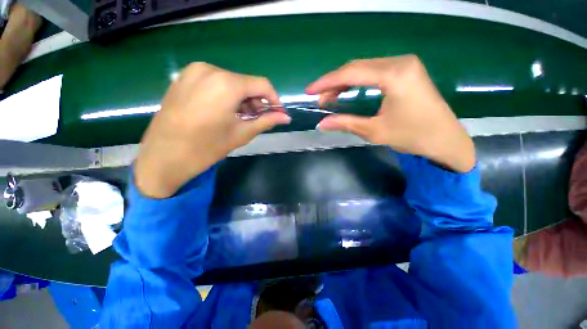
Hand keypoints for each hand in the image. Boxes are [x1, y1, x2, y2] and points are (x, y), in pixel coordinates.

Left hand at [135, 63, 290, 197]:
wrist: (164, 156)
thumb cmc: (207, 147)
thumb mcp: (242, 134)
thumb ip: (266, 121)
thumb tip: (286, 118)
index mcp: (226, 84)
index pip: (262, 84)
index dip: (273, 99)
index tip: (277, 112)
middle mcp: (210, 70)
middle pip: (245, 82)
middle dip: (256, 101)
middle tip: (259, 118)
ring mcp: (193, 72)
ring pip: (231, 82)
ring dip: (242, 99)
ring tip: (241, 117)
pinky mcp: (183, 78)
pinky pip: (214, 82)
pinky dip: (226, 95)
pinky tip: (224, 112)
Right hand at [306, 55, 474, 172]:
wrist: (445, 140)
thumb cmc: (413, 136)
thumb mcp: (374, 131)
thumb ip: (345, 123)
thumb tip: (321, 125)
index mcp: (394, 75)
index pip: (351, 73)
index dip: (327, 82)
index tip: (310, 91)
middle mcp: (400, 62)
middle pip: (357, 67)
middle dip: (333, 82)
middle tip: (319, 98)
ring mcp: (404, 64)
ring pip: (364, 68)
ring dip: (344, 82)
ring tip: (329, 97)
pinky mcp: (405, 71)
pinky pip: (373, 72)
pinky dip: (357, 82)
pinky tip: (347, 91)